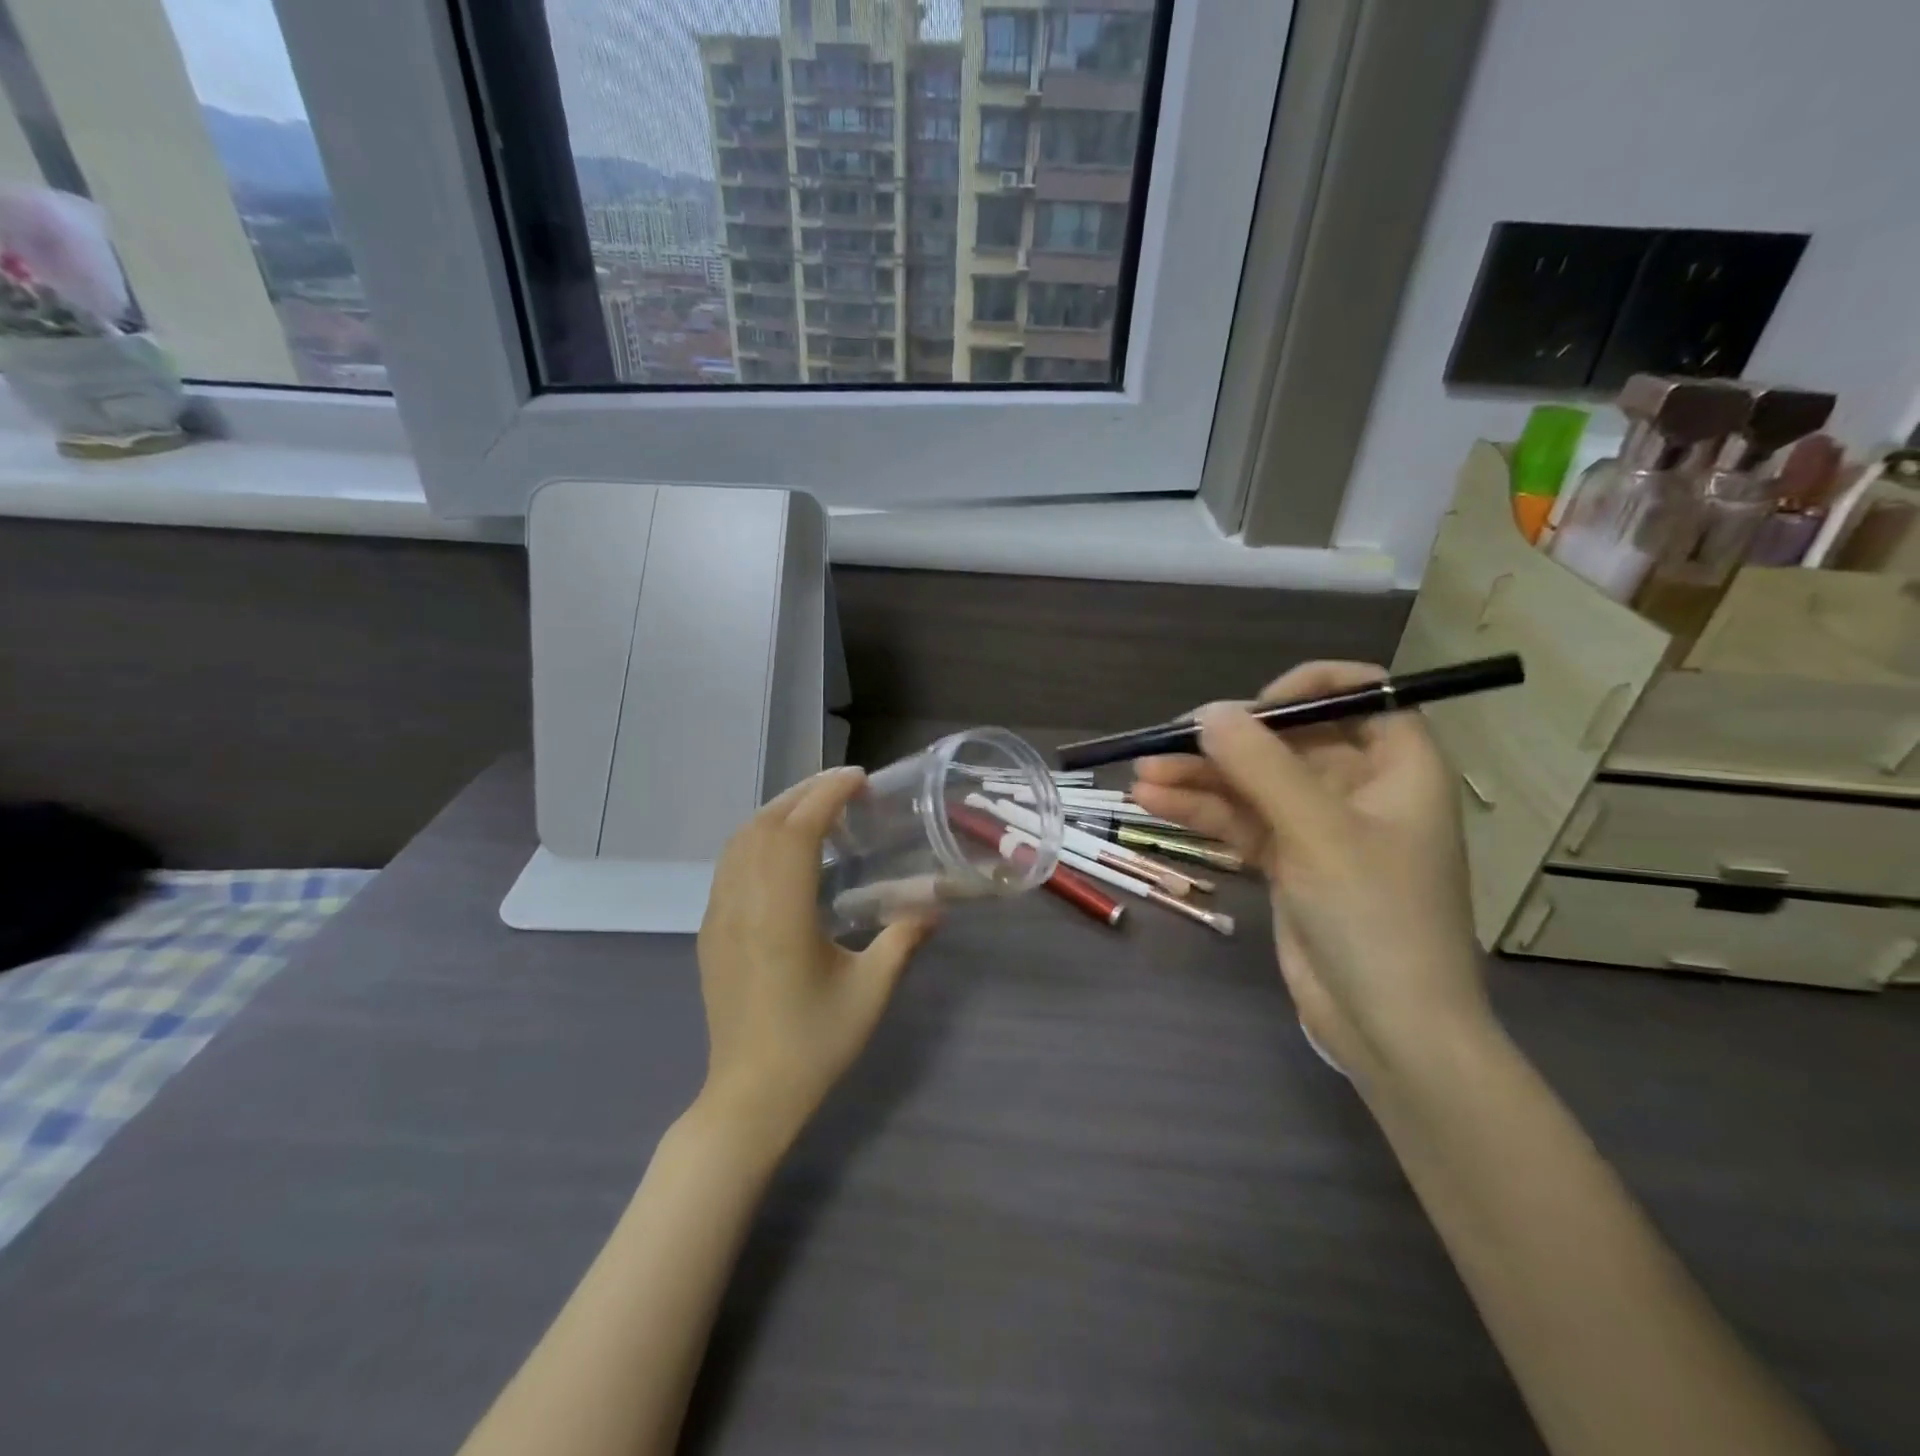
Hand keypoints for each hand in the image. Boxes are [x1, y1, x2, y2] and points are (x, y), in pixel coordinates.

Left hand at [695, 767, 934, 1153]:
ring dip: (777, 811)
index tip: (858, 780)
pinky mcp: (709, 929)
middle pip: (764, 824)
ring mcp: (718, 915)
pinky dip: (757, 837)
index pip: (797, 831)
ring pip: (740, 840)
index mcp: (781, 915)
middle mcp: (742, 904)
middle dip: (803, 793)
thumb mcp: (870, 992)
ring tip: (817, 808)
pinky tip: (784, 850)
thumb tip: (935, 904)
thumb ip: (902, 939)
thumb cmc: (813, 1044)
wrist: (749, 1096)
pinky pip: (729, 864)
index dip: (826, 795)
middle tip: (845, 786)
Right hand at [1132, 662, 1487, 1084]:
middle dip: (1227, 743)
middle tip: (1167, 744)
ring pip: (1254, 783)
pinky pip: (1241, 821)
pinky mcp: (1289, 861)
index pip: (1358, 695)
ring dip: (1200, 778)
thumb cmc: (1375, 916)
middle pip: (1287, 741)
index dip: (1305, 689)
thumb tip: (1208, 712)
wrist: (1390, 1029)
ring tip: (1141, 776)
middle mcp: (1360, 788)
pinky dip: (1201, 812)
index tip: (1252, 709)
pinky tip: (1153, 804)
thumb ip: (1261, 766)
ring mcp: (1320, 827)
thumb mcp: (1318, 832)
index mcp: (1398, 767)